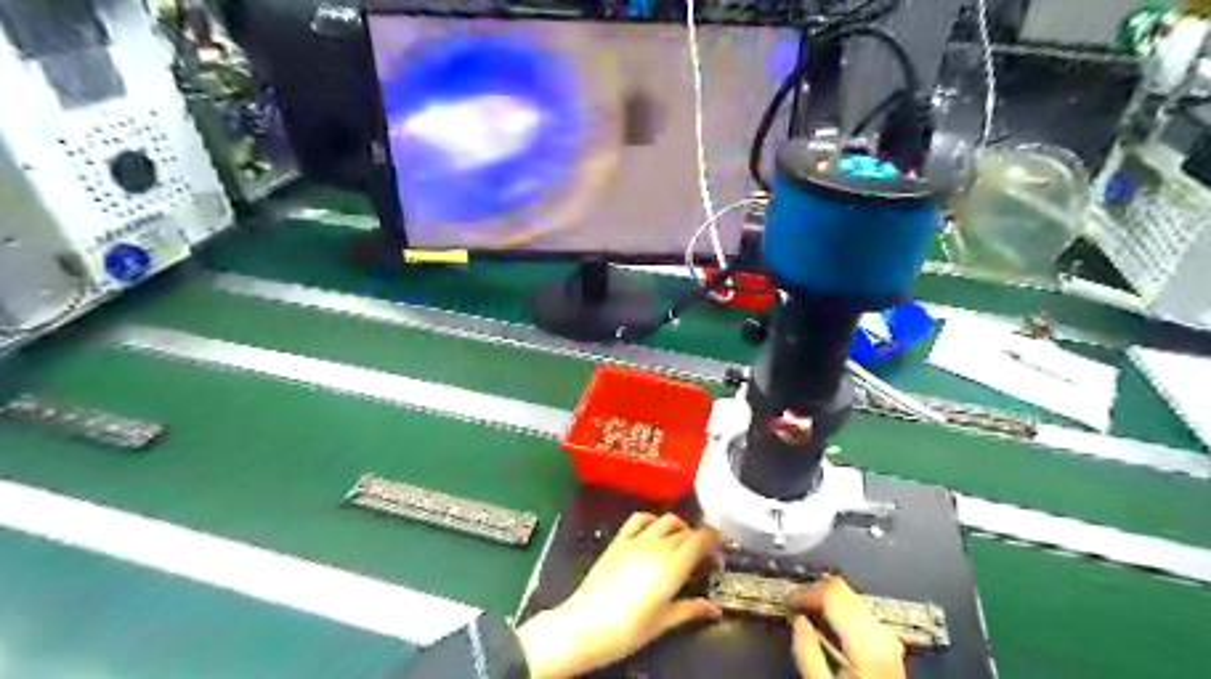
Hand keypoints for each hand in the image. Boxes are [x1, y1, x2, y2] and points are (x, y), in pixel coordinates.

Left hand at [518, 515, 721, 678]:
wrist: (585, 625)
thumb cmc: (629, 629)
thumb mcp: (664, 622)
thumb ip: (691, 609)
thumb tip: (715, 609)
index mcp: (674, 565)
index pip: (702, 539)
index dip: (715, 540)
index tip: (720, 552)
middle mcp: (658, 545)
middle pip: (686, 531)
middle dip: (699, 540)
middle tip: (704, 559)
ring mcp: (636, 540)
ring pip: (666, 520)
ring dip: (679, 528)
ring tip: (681, 544)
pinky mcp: (618, 540)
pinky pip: (639, 519)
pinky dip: (652, 520)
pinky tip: (654, 531)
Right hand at [792, 577, 901, 678]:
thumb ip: (807, 653)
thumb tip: (797, 620)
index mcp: (866, 642)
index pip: (832, 593)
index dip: (805, 592)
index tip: (788, 601)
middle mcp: (882, 634)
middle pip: (844, 590)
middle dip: (815, 592)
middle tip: (794, 604)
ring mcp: (889, 638)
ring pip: (852, 598)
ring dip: (827, 601)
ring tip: (807, 614)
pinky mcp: (889, 644)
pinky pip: (861, 612)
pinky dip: (840, 611)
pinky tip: (828, 624)